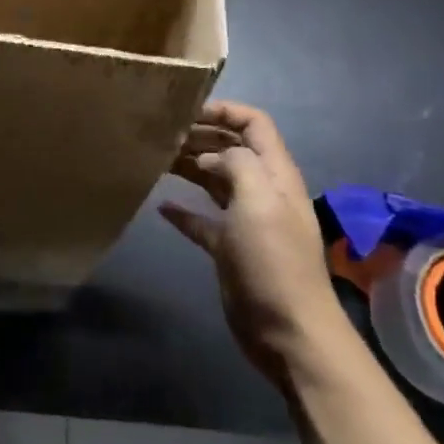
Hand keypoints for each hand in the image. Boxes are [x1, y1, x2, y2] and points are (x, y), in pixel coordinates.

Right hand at [160, 101, 349, 381]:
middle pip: (231, 150)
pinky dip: (183, 211)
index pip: (254, 125)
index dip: (224, 111)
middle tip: (161, 135)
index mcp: (275, 174)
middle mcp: (262, 191)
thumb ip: (236, 165)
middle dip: (199, 137)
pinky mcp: (230, 250)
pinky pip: (203, 220)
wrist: (288, 332)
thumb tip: (209, 158)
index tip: (185, 111)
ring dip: (188, 168)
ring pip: (215, 181)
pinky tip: (160, 206)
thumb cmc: (273, 261)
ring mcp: (246, 222)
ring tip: (155, 159)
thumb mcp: (258, 201)